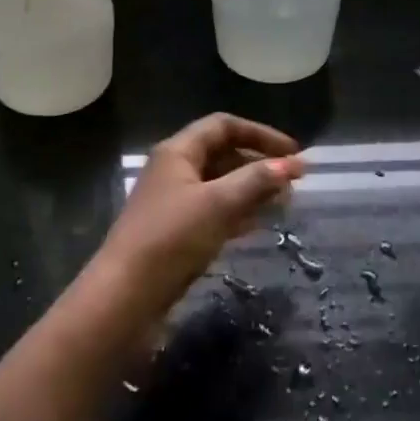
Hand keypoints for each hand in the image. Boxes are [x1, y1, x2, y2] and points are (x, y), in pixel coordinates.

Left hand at [103, 113, 303, 306]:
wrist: (126, 294)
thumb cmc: (171, 238)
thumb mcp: (218, 204)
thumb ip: (256, 181)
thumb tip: (292, 164)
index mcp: (178, 151)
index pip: (223, 126)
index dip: (261, 134)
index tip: (293, 152)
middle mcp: (174, 170)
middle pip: (223, 154)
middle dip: (259, 163)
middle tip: (293, 181)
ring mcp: (174, 202)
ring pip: (220, 185)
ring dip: (252, 189)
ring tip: (285, 202)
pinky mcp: (177, 231)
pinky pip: (214, 211)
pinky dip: (238, 212)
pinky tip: (261, 223)